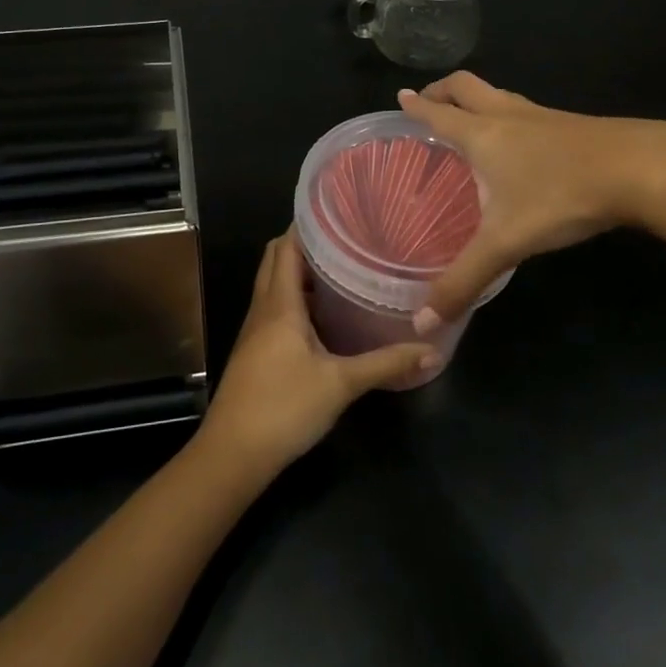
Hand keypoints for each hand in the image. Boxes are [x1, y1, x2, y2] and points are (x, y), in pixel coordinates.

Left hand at [198, 231, 437, 476]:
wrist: (233, 454)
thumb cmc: (283, 407)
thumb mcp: (341, 384)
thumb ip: (385, 364)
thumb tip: (432, 350)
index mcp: (280, 303)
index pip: (286, 246)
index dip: (307, 225)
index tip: (340, 213)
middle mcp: (264, 308)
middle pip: (277, 260)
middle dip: (305, 245)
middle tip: (346, 240)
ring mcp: (256, 330)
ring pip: (275, 285)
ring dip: (301, 273)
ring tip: (342, 269)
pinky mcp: (256, 350)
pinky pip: (276, 309)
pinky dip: (297, 299)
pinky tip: (325, 316)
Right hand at [397, 72, 665, 325]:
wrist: (640, 170)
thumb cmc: (560, 196)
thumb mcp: (505, 243)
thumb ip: (463, 280)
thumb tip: (421, 324)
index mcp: (482, 135)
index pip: (439, 113)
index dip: (417, 106)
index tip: (402, 97)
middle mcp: (507, 116)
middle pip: (467, 86)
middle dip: (443, 89)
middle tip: (428, 98)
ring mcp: (542, 116)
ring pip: (499, 95)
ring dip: (477, 99)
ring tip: (469, 117)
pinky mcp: (571, 125)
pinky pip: (527, 111)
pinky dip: (509, 116)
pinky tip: (521, 143)